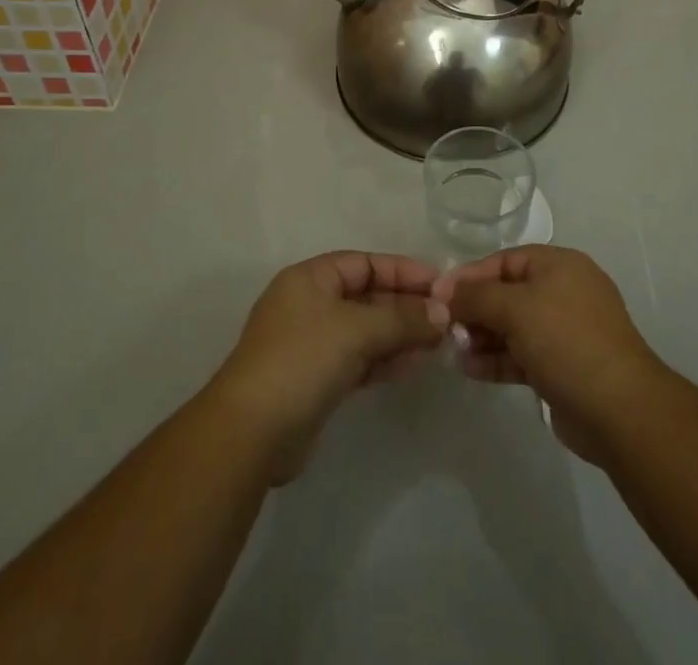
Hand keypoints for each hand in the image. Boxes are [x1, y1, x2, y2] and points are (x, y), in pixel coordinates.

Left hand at [210, 251, 445, 482]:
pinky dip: (385, 359)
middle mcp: (310, 304)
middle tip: (446, 317)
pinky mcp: (317, 380)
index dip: (402, 270)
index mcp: (310, 279)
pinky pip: (359, 359)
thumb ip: (402, 319)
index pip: (364, 263)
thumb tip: (442, 313)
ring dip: (399, 334)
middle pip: (366, 296)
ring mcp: (312, 344)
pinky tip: (413, 365)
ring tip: (438, 342)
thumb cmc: (302, 360)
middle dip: (405, 305)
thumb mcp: (356, 330)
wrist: (251, 433)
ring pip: (365, 330)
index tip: (440, 284)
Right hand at [431, 245, 664, 466]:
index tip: (438, 294)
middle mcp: (563, 292)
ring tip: (452, 349)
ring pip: (512, 327)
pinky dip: (496, 359)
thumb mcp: (516, 308)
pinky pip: (521, 355)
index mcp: (559, 266)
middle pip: (507, 293)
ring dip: (481, 336)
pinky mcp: (562, 368)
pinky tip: (469, 367)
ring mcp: (564, 332)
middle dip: (474, 309)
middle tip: (443, 327)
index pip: (505, 260)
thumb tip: (444, 291)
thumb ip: (476, 296)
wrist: (619, 410)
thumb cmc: (566, 341)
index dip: (470, 275)